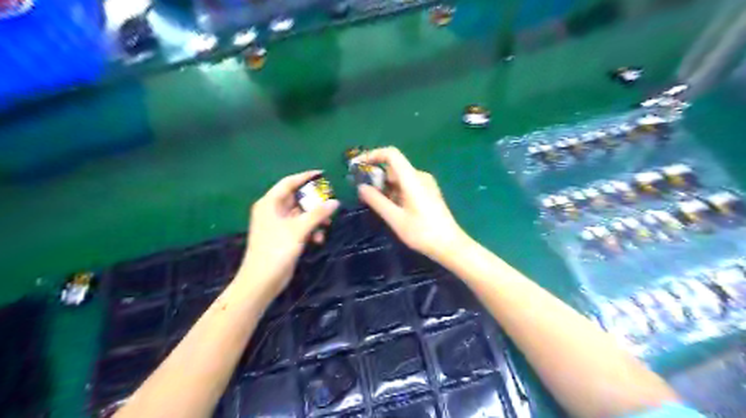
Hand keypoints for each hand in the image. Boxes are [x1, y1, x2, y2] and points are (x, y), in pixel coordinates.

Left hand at [242, 170, 340, 296]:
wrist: (262, 280)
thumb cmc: (276, 250)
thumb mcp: (299, 229)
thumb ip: (317, 214)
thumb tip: (335, 202)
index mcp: (270, 203)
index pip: (289, 183)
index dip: (306, 177)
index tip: (323, 174)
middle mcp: (273, 210)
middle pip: (297, 198)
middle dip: (315, 202)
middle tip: (331, 202)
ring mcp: (278, 224)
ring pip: (301, 214)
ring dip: (315, 218)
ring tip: (327, 225)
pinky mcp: (284, 236)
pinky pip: (300, 226)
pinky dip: (310, 230)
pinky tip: (318, 239)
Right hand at [358, 148, 466, 262]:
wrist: (450, 245)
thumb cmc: (422, 232)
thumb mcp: (395, 218)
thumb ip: (377, 201)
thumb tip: (361, 187)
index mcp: (412, 178)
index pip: (391, 154)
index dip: (373, 155)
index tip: (358, 166)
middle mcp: (420, 176)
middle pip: (394, 167)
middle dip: (377, 177)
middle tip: (365, 195)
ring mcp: (426, 184)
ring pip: (399, 178)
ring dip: (386, 187)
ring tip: (377, 206)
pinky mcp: (428, 193)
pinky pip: (407, 186)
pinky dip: (395, 192)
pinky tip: (392, 209)